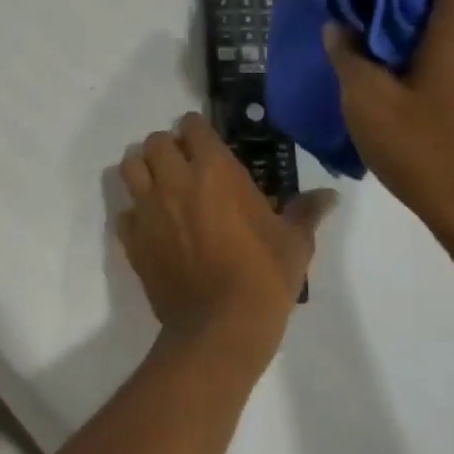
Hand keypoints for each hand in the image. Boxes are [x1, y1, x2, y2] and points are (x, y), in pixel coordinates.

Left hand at [117, 113, 336, 356]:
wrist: (220, 326)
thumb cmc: (263, 277)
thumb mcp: (294, 242)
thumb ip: (306, 212)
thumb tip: (329, 196)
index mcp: (215, 171)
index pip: (193, 127)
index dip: (197, 130)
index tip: (205, 141)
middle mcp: (175, 181)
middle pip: (155, 142)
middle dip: (167, 147)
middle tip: (183, 165)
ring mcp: (148, 209)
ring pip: (129, 168)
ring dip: (143, 170)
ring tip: (160, 186)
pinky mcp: (132, 239)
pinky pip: (124, 213)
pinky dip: (134, 214)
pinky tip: (151, 227)